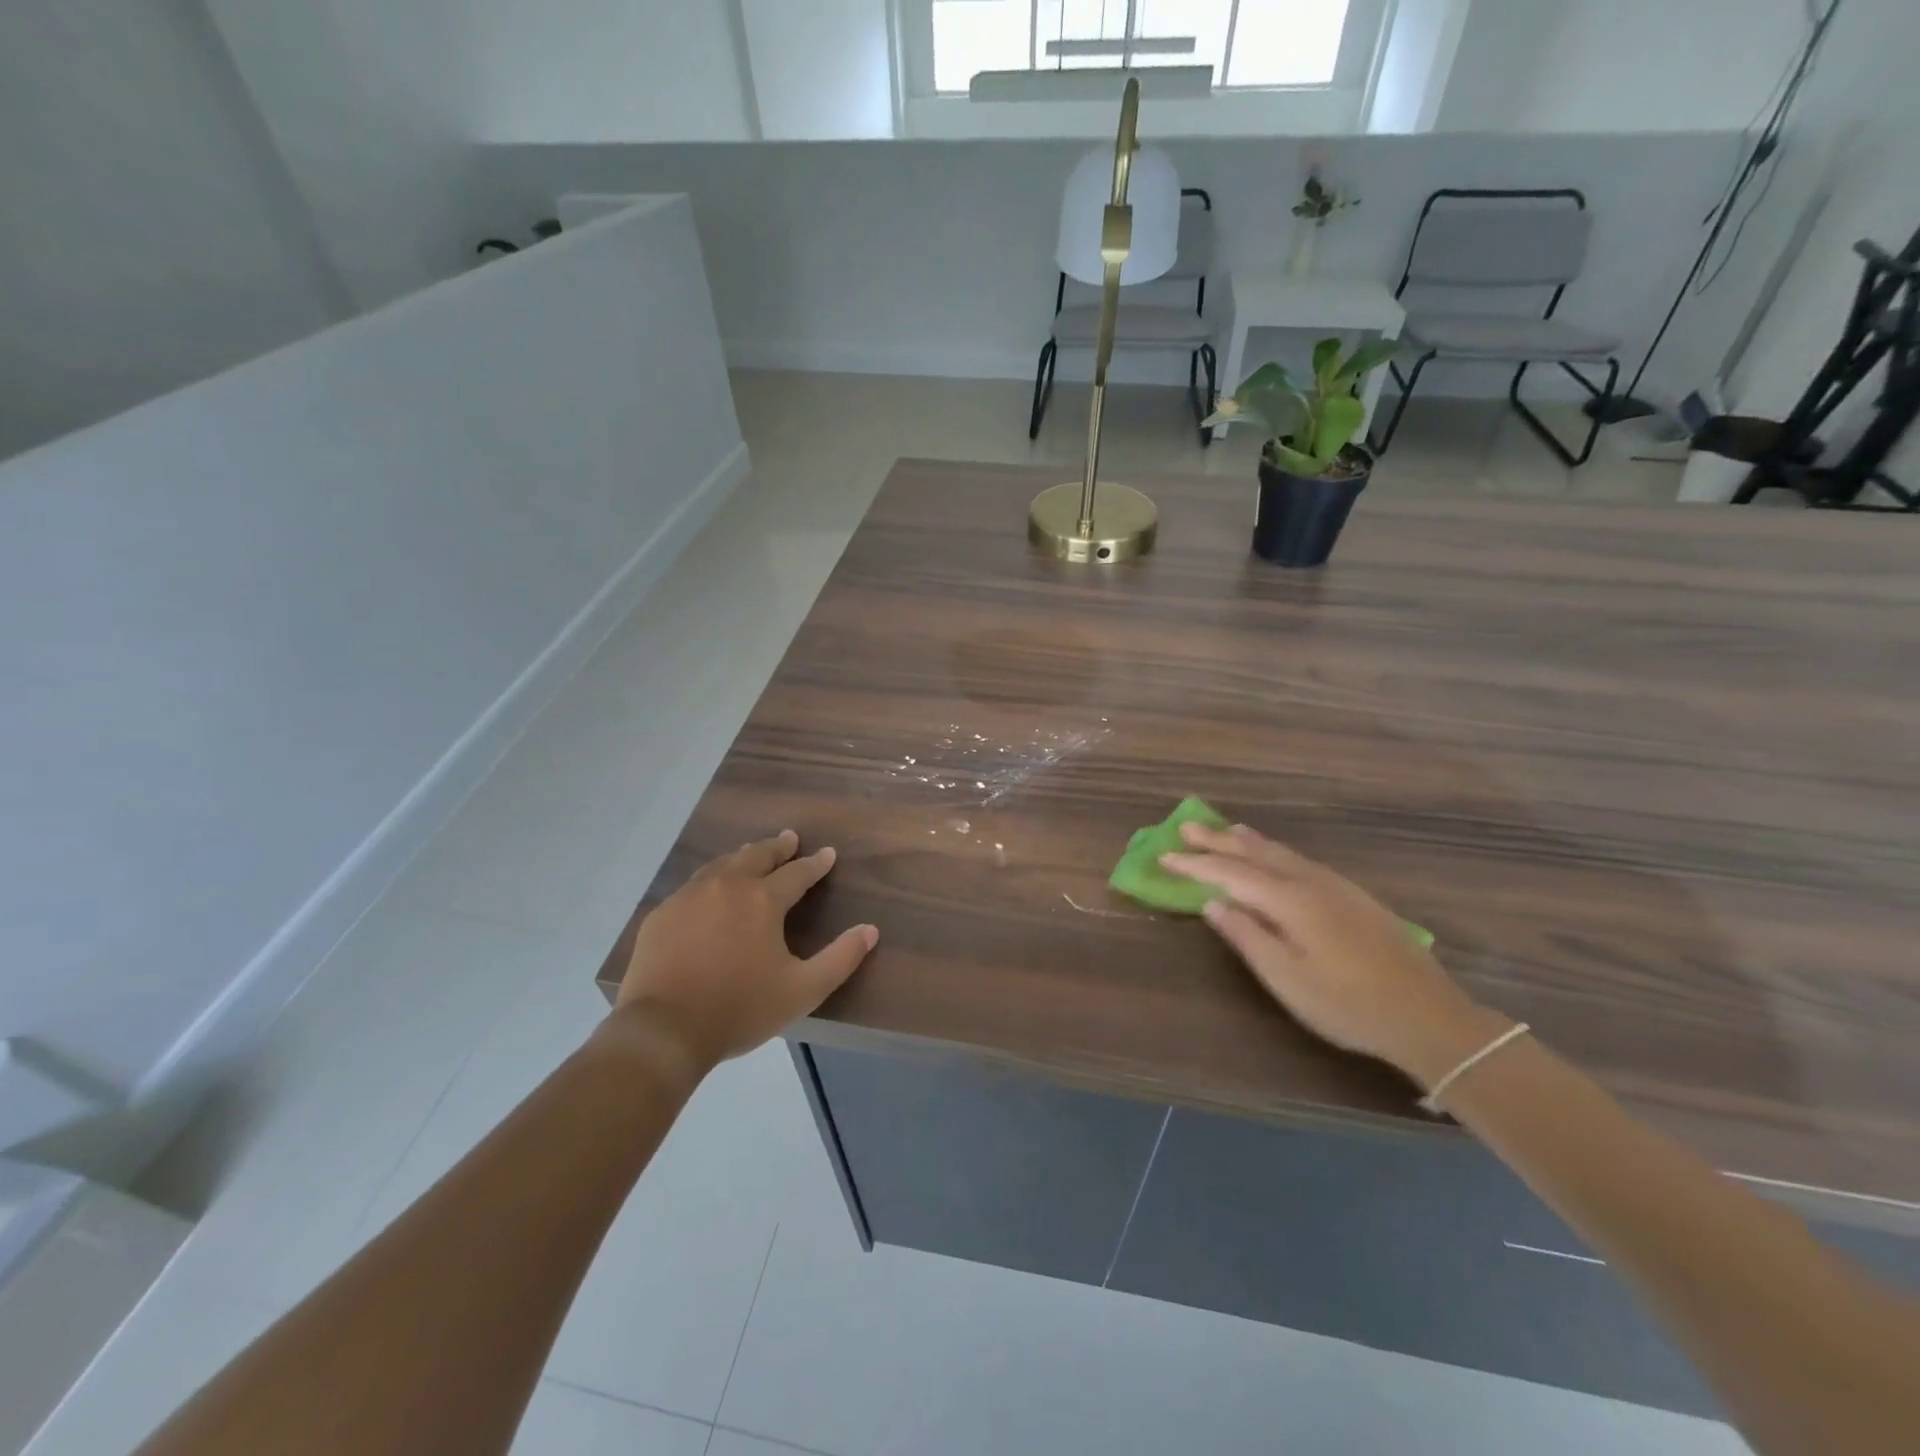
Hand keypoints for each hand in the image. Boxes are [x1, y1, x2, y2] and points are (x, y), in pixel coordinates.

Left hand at [610, 830, 877, 1074]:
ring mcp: (689, 897)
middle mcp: (727, 886)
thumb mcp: (803, 990)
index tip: (827, 854)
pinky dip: (710, 879)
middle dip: (777, 847)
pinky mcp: (662, 914)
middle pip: (756, 856)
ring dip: (742, 856)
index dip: (816, 863)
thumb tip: (870, 930)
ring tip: (751, 853)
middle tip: (789, 839)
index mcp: (763, 900)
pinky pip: (692, 886)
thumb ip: (841, 958)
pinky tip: (709, 889)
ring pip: (722, 865)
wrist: (663, 1030)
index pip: (797, 873)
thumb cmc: (740, 1009)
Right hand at [1161, 822, 1510, 1089]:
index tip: (1164, 856)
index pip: (1231, 874)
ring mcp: (1336, 887)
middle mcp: (1310, 883)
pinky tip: (1276, 856)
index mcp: (1290, 901)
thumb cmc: (1348, 1005)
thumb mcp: (1287, 979)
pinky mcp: (1354, 897)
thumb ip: (1247, 937)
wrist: (1428, 1016)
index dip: (1195, 864)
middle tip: (1186, 826)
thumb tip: (1212, 903)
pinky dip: (1276, 851)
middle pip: (1256, 853)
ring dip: (1248, 841)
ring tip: (1224, 829)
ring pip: (1282, 853)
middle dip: (1218, 841)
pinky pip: (1301, 861)